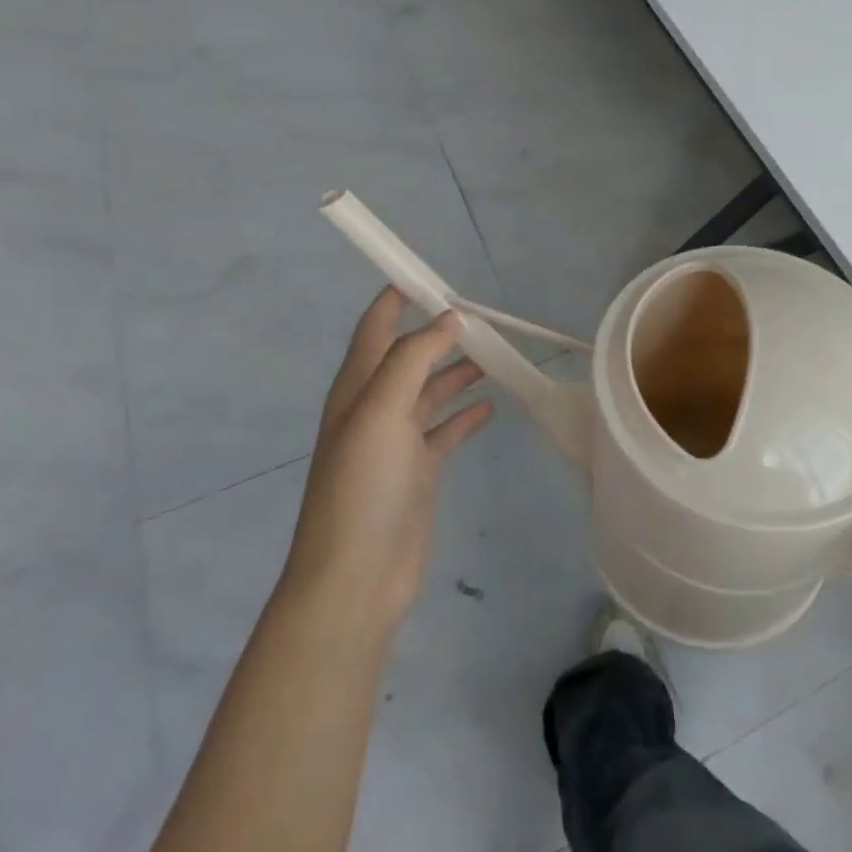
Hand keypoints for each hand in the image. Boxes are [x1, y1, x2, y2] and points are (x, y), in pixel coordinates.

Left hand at [285, 288, 493, 627]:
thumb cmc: (362, 486)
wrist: (356, 576)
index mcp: (357, 388)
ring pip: (431, 390)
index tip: (432, 276)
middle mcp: (374, 408)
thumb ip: (413, 358)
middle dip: (439, 333)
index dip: (396, 298)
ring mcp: (397, 441)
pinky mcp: (418, 470)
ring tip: (495, 354)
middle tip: (482, 318)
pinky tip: (489, 405)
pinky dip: (465, 414)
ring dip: (457, 370)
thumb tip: (449, 319)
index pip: (375, 327)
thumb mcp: (381, 410)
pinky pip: (445, 430)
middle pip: (409, 356)